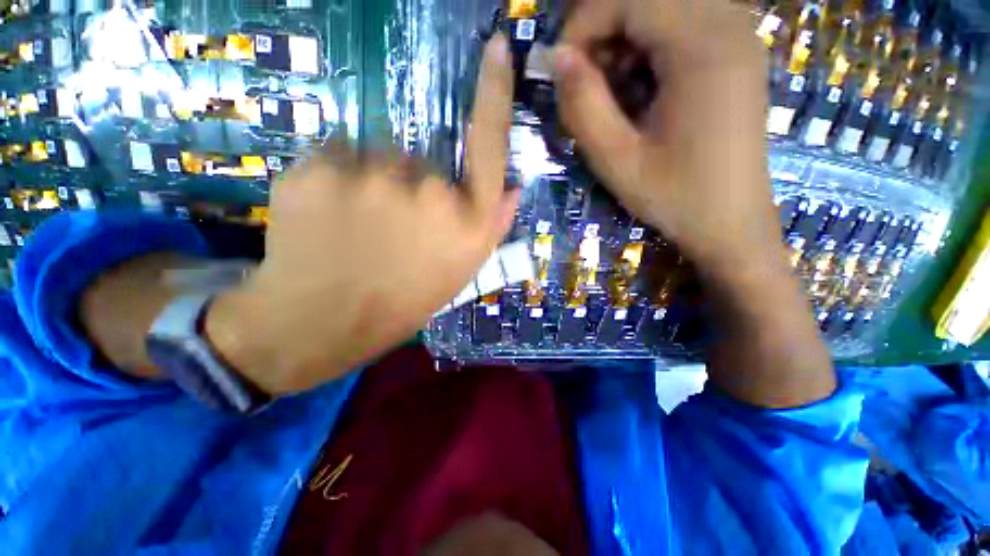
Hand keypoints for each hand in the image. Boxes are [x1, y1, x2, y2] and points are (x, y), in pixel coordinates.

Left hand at [206, 35, 517, 394]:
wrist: (326, 320)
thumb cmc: (403, 299)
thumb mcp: (461, 270)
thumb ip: (491, 224)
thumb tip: (513, 185)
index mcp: (467, 221)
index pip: (489, 145)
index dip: (495, 94)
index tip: (496, 49)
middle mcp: (430, 191)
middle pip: (422, 158)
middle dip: (411, 186)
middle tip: (392, 229)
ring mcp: (372, 176)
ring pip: (377, 157)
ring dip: (372, 182)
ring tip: (359, 228)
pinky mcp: (318, 169)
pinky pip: (335, 156)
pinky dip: (335, 179)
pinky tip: (329, 218)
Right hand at [554, 0, 781, 277]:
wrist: (731, 223)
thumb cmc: (675, 198)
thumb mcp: (617, 160)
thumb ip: (583, 106)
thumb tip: (558, 58)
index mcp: (703, 48)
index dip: (584, 23)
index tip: (561, 69)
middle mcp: (729, 25)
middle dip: (603, 29)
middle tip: (584, 81)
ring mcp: (739, 37)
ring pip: (665, 7)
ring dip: (624, 39)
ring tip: (609, 89)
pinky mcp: (736, 54)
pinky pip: (684, 25)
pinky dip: (648, 47)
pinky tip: (640, 89)